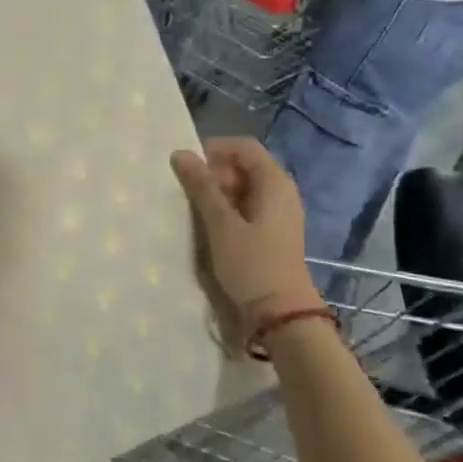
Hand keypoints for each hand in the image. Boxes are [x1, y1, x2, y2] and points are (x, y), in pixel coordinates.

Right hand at [171, 138, 321, 345]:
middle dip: (215, 173)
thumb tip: (180, 154)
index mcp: (275, 182)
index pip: (244, 147)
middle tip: (189, 193)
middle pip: (245, 166)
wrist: (280, 314)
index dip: (214, 150)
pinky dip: (229, 210)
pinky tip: (211, 227)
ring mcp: (279, 213)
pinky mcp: (274, 232)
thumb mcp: (221, 225)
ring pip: (245, 188)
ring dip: (219, 194)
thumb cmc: (251, 265)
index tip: (188, 167)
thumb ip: (202, 188)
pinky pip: (248, 208)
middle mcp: (282, 191)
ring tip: (195, 211)